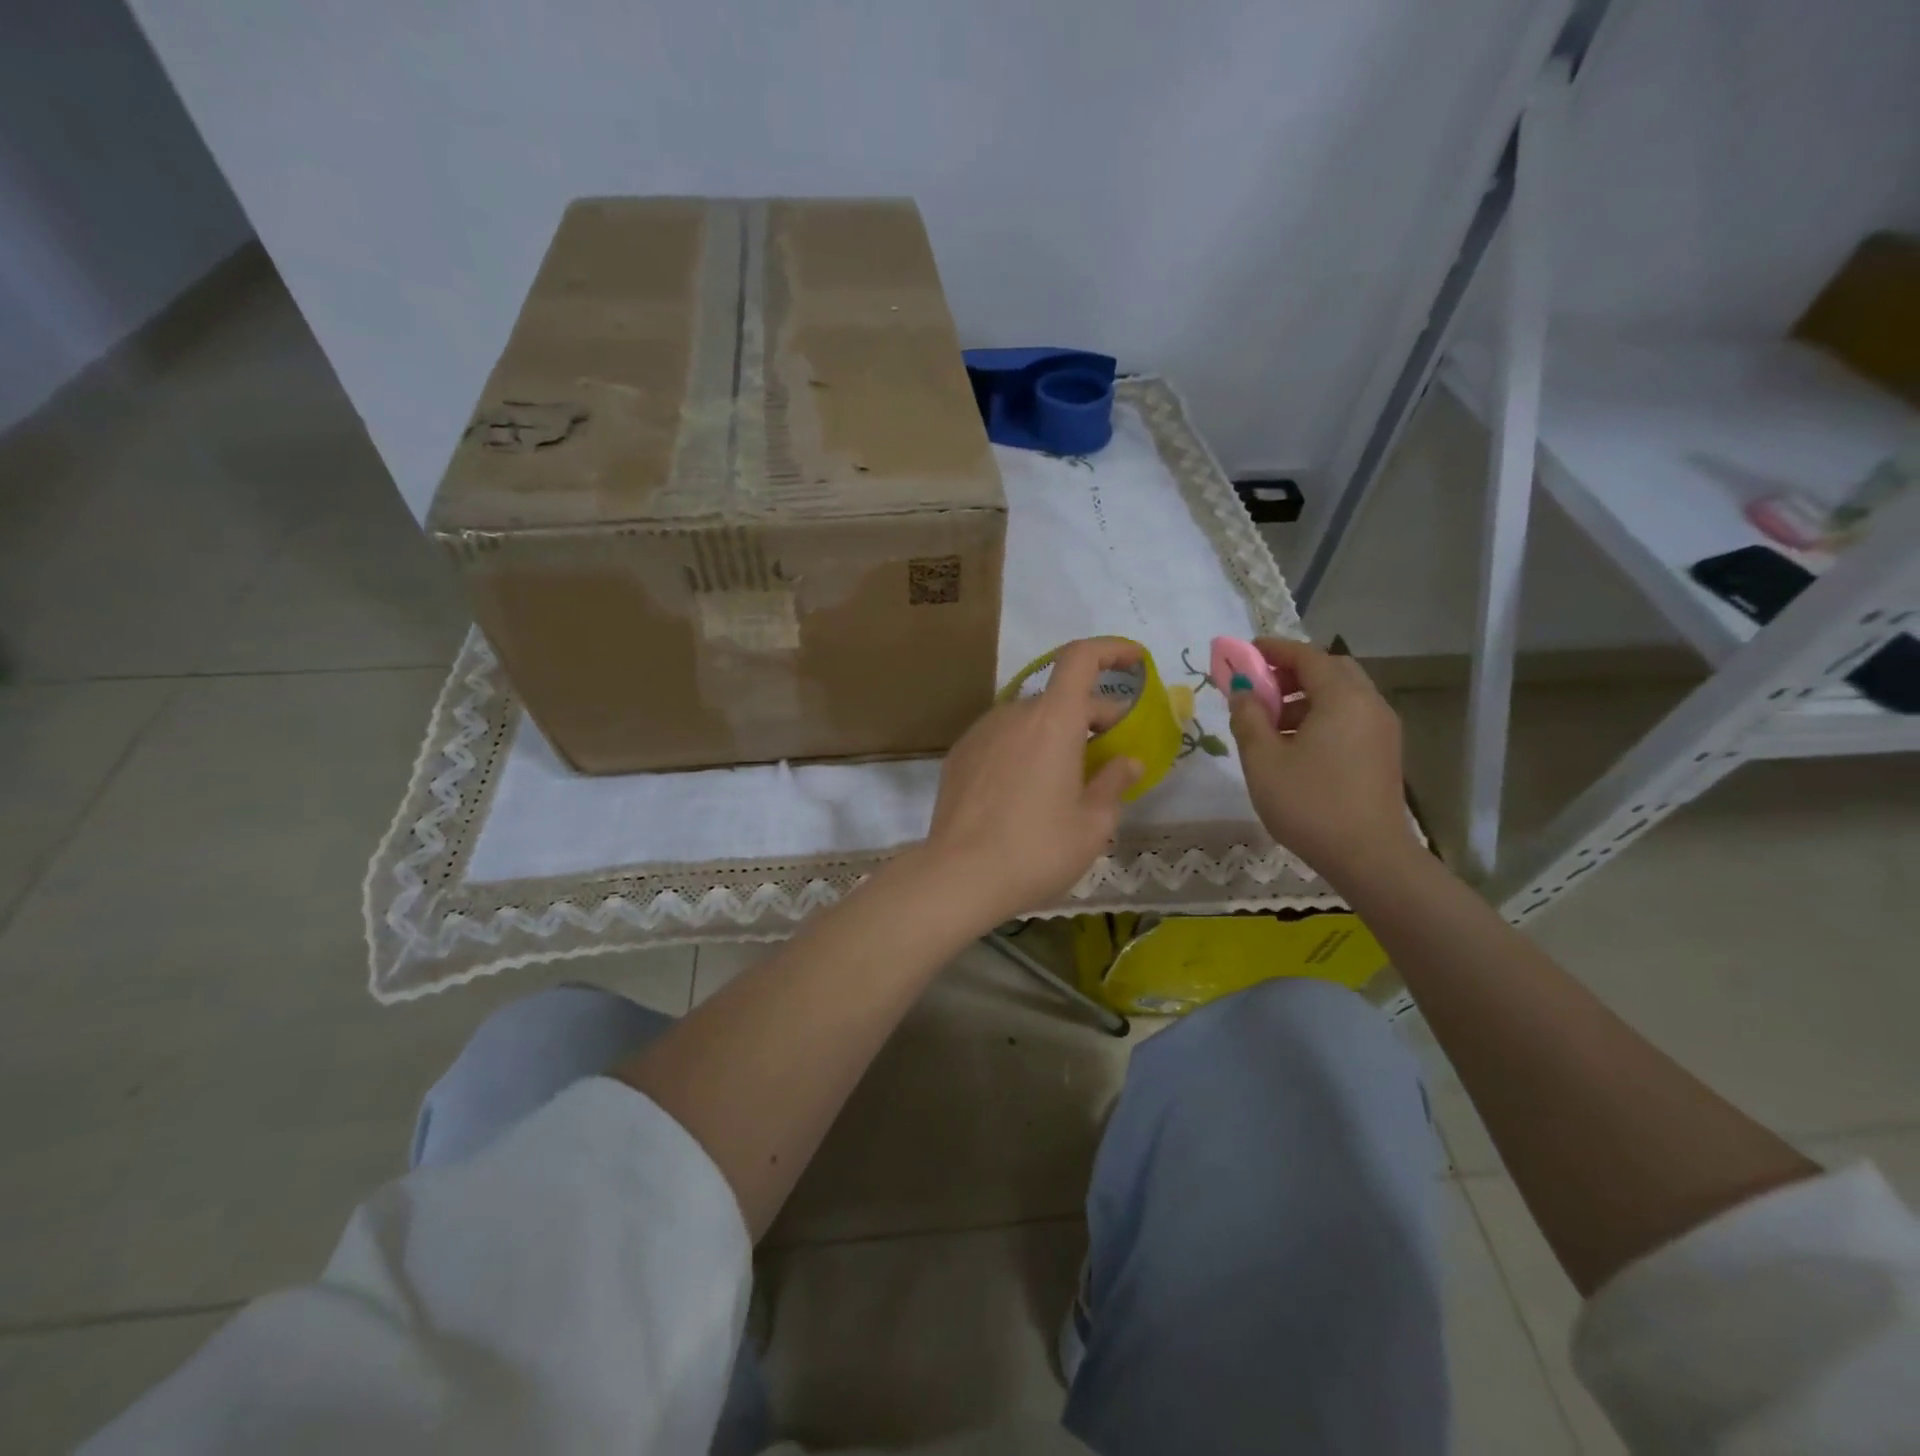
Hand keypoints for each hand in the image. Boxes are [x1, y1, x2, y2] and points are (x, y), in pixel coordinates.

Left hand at [924, 637, 1143, 926]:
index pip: (1081, 658)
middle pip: (1061, 697)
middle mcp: (1014, 714)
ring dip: (1056, 736)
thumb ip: (1114, 783)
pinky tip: (1027, 792)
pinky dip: (1025, 750)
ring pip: (1030, 720)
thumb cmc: (1036, 850)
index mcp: (1053, 720)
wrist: (957, 876)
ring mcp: (981, 733)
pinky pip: (1003, 739)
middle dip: (1093, 716)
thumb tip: (1127, 761)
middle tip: (1113, 755)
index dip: (1111, 651)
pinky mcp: (959, 756)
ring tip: (1069, 780)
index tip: (1135, 662)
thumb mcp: (1092, 824)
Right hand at [1227, 638, 1417, 884]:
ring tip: (1270, 722)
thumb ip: (1248, 718)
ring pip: (1342, 695)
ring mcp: (1382, 729)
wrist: (1369, 857)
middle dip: (1292, 672)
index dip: (1274, 650)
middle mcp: (1369, 705)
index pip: (1307, 656)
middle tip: (1260, 687)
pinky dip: (1322, 716)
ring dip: (1306, 697)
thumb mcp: (1263, 760)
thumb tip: (1242, 691)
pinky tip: (1295, 745)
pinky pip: (1350, 717)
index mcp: (1342, 698)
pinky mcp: (1384, 752)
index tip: (1245, 653)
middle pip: (1330, 670)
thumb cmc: (1310, 804)